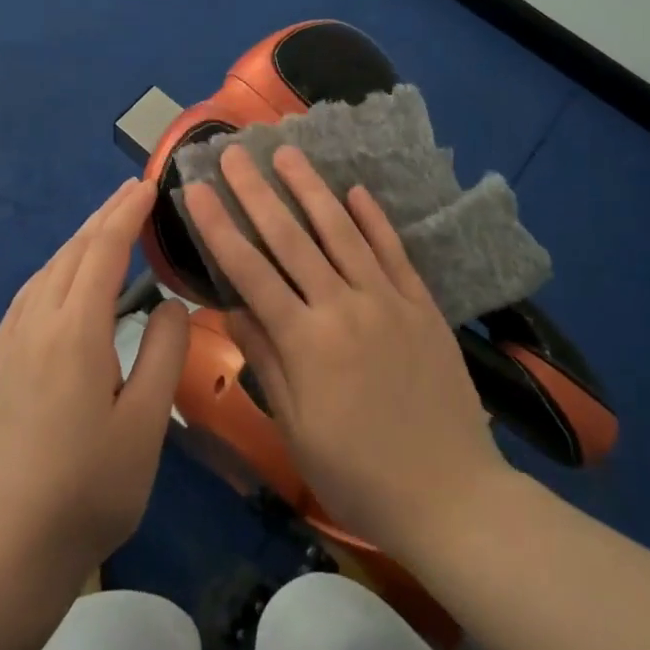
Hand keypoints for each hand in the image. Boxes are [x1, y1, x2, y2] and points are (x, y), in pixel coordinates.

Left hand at [0, 179, 188, 582]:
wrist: (10, 546)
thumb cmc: (91, 487)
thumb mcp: (146, 423)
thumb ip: (164, 351)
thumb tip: (170, 300)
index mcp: (75, 331)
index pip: (104, 250)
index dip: (127, 213)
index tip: (149, 185)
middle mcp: (37, 322)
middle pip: (73, 251)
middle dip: (105, 216)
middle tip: (133, 191)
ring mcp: (11, 341)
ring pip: (48, 268)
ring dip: (80, 238)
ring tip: (107, 223)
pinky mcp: (0, 360)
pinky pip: (30, 292)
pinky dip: (56, 266)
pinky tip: (64, 274)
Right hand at [182, 146, 507, 557]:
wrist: (452, 497)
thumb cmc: (359, 473)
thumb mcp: (297, 428)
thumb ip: (266, 360)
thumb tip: (230, 307)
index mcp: (306, 341)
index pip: (250, 272)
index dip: (219, 228)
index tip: (197, 191)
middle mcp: (344, 307)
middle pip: (291, 238)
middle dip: (256, 192)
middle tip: (234, 154)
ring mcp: (387, 300)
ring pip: (341, 231)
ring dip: (311, 189)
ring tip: (287, 152)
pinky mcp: (421, 304)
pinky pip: (393, 251)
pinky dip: (373, 218)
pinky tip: (355, 190)